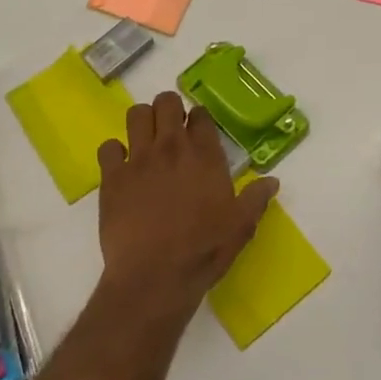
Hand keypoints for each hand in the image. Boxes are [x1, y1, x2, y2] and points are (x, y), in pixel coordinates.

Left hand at [97, 91, 278, 320]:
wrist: (155, 277)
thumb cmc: (203, 251)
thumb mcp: (240, 226)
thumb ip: (255, 199)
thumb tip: (272, 181)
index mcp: (204, 154)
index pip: (200, 114)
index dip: (198, 119)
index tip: (197, 131)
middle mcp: (171, 146)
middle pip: (166, 102)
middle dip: (169, 109)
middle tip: (170, 129)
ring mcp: (138, 159)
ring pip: (136, 114)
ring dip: (142, 122)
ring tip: (145, 141)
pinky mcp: (112, 177)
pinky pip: (108, 147)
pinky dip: (114, 153)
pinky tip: (120, 168)